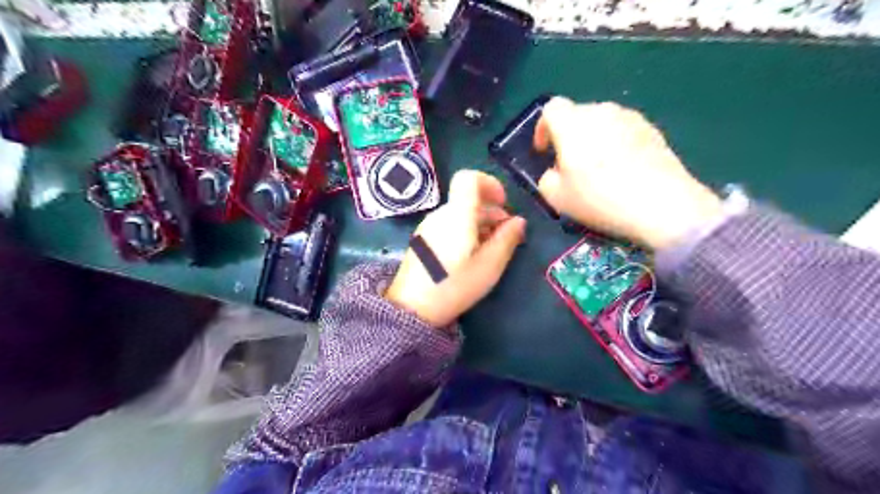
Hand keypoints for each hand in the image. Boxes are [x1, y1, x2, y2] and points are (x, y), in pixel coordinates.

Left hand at [384, 171, 520, 326]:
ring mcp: (428, 227)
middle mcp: (440, 215)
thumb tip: (519, 221)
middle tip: (506, 234)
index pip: (469, 178)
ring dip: (479, 222)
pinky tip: (471, 254)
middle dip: (491, 210)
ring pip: (458, 213)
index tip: (503, 204)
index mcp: (457, 215)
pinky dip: (465, 231)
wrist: (412, 308)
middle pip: (467, 198)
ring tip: (491, 248)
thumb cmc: (454, 285)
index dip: (490, 184)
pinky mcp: (423, 240)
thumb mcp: (489, 266)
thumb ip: (506, 239)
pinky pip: (448, 225)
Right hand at [533, 97, 724, 251]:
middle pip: (577, 114)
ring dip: (593, 139)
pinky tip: (623, 171)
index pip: (550, 109)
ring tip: (599, 169)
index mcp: (573, 123)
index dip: (542, 128)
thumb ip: (546, 179)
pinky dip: (616, 144)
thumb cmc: (600, 198)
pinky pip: (624, 131)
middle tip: (570, 164)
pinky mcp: (653, 130)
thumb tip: (555, 172)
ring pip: (602, 122)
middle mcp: (602, 111)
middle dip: (568, 135)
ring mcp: (631, 118)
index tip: (544, 152)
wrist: (661, 204)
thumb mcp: (556, 198)